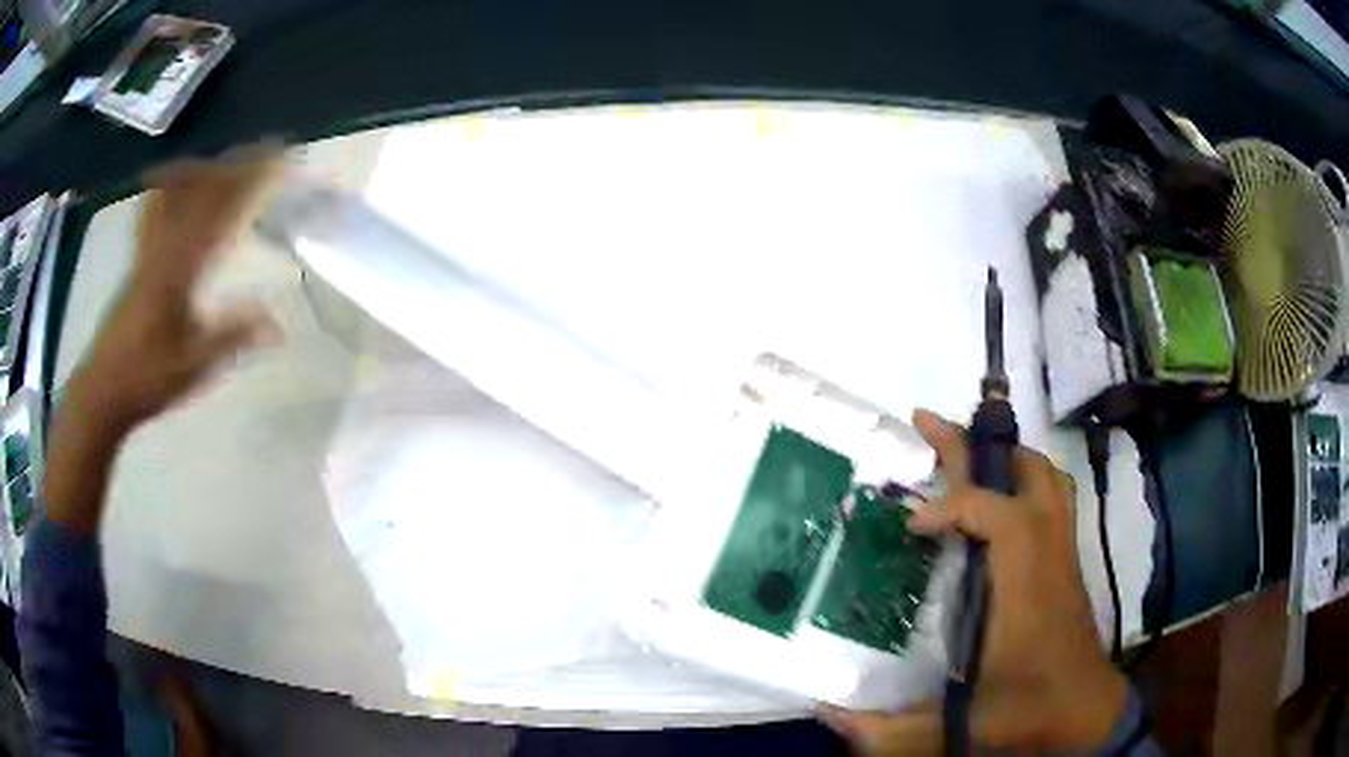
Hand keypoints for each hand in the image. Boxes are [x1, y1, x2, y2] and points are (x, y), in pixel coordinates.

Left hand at [68, 147, 281, 435]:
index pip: (222, 212)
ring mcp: (148, 249)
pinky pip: (155, 207)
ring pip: (177, 192)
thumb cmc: (148, 379)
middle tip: (266, 150)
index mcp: (180, 268)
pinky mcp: (138, 259)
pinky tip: (177, 182)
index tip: (281, 160)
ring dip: (206, 168)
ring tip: (227, 158)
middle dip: (237, 165)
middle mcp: (164, 247)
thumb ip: (234, 336)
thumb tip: (279, 323)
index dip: (252, 182)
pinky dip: (170, 185)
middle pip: (202, 191)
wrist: (103, 390)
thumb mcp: (195, 365)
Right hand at [820, 409, 1127, 753]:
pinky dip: (1023, 479)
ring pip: (1046, 478)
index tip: (910, 525)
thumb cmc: (1030, 711)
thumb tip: (826, 715)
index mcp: (1027, 589)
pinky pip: (1051, 497)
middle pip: (1027, 476)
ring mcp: (1063, 554)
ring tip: (964, 451)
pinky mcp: (1066, 561)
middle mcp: (1049, 557)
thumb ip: (891, 731)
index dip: (953, 506)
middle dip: (975, 446)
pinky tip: (997, 499)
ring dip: (1005, 456)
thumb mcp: (961, 727)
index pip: (1000, 517)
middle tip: (927, 424)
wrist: (1087, 712)